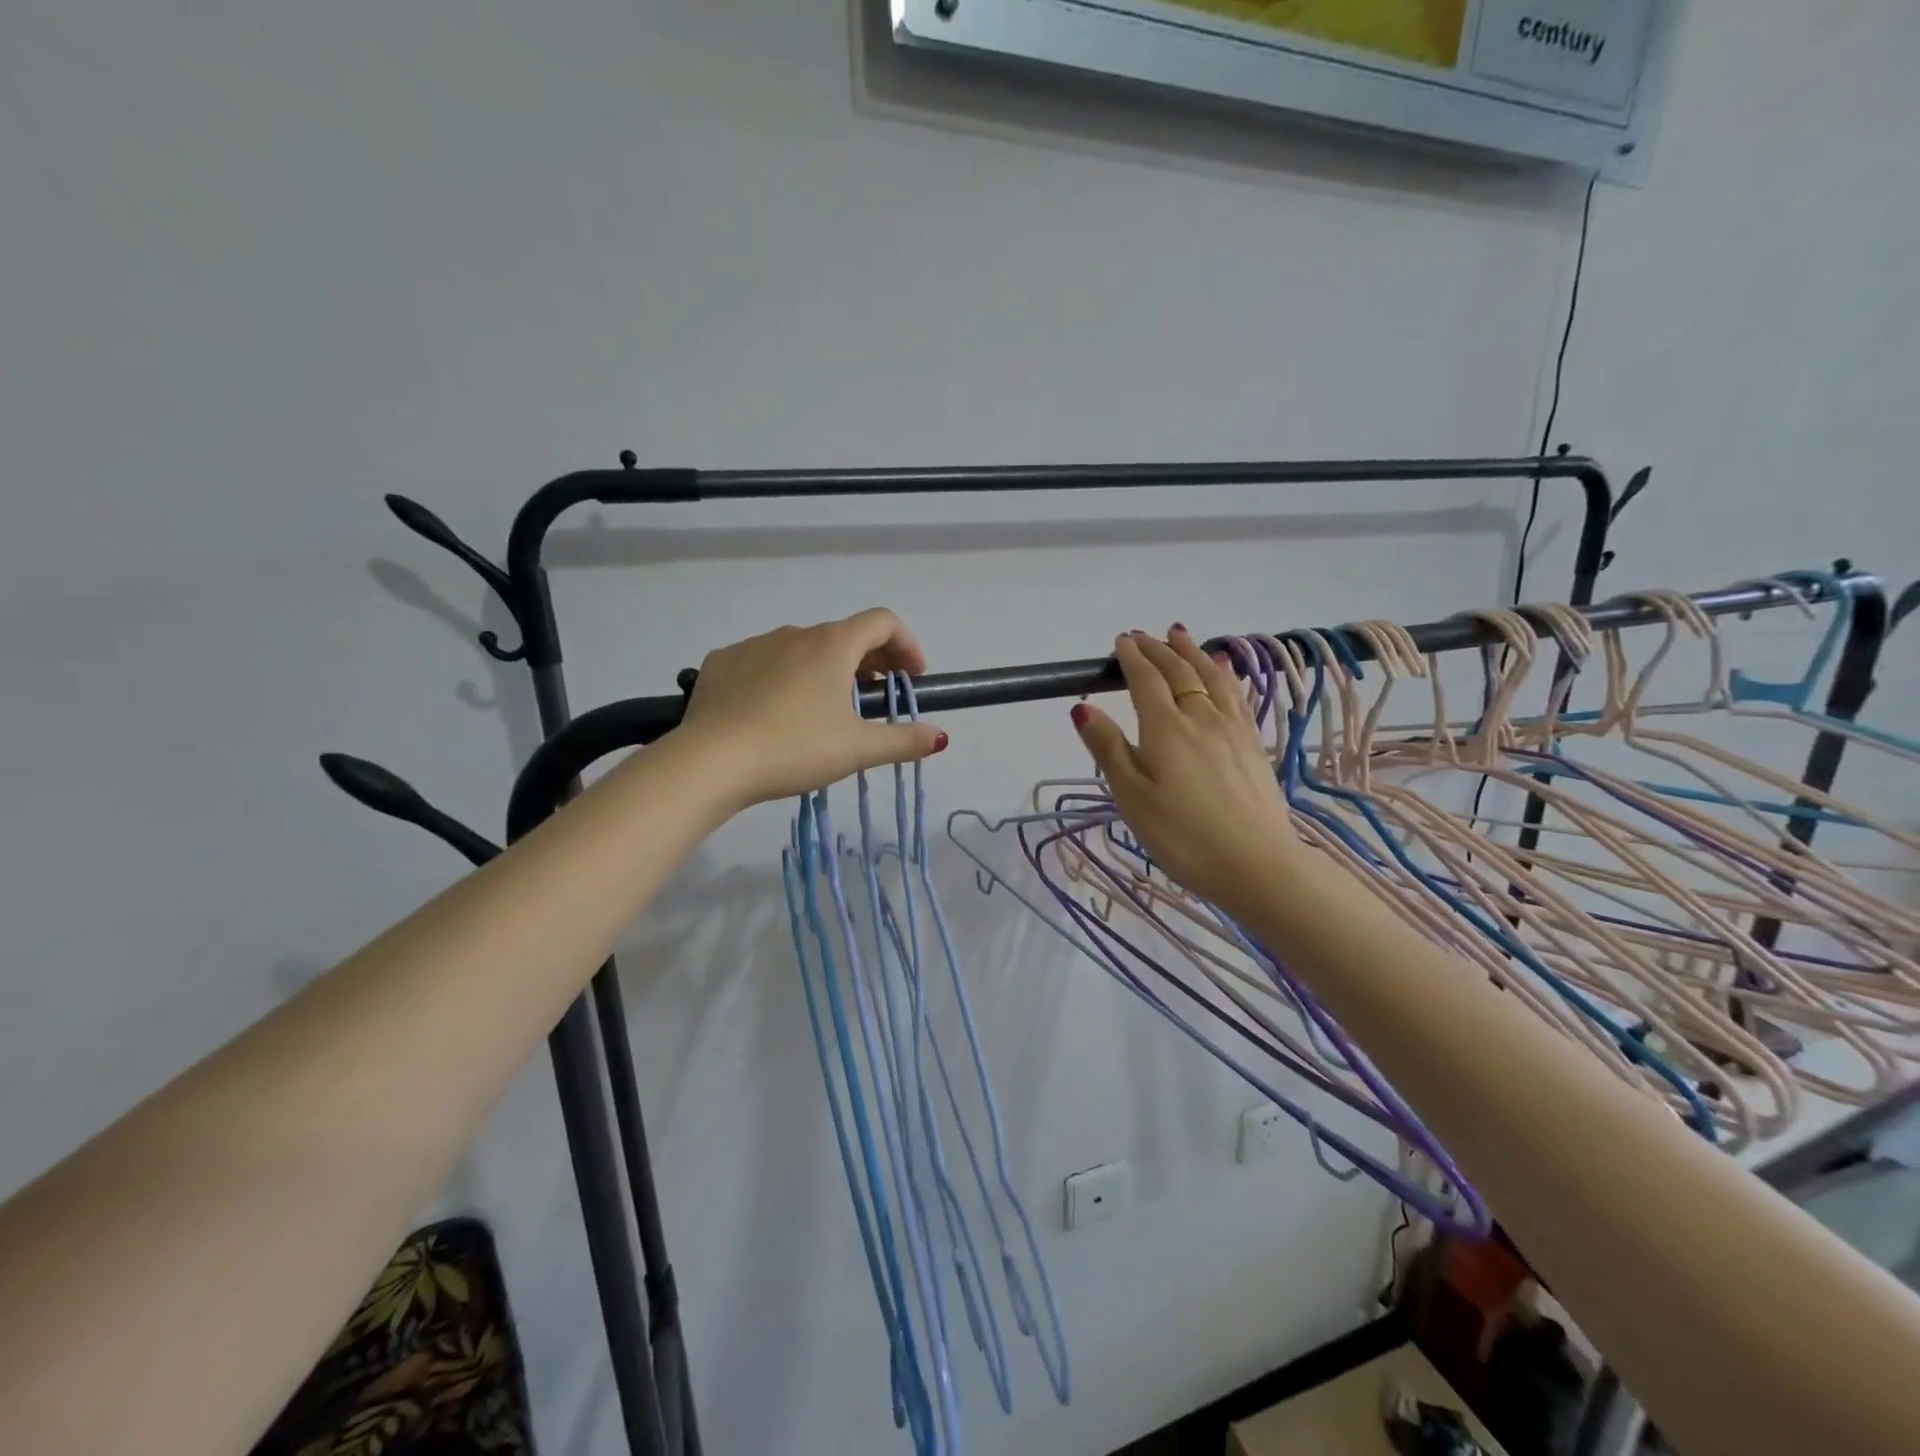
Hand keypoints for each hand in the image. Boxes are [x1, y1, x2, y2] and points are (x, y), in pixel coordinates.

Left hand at [678, 608, 947, 807]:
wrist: (710, 761)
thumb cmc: (794, 748)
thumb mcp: (857, 749)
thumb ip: (903, 740)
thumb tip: (940, 737)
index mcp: (833, 645)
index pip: (883, 622)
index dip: (907, 645)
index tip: (913, 677)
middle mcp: (795, 633)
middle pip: (845, 635)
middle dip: (871, 662)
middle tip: (877, 698)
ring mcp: (754, 645)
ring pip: (803, 649)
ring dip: (827, 669)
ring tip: (826, 710)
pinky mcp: (722, 663)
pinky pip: (765, 662)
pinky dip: (784, 677)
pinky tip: (777, 712)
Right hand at [1071, 626, 1299, 911]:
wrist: (1256, 864)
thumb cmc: (1182, 836)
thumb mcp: (1132, 797)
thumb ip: (1108, 749)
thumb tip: (1082, 706)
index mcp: (1165, 729)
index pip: (1145, 681)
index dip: (1131, 658)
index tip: (1121, 641)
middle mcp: (1200, 718)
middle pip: (1178, 672)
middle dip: (1158, 650)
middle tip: (1143, 635)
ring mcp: (1231, 729)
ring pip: (1210, 677)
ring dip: (1192, 653)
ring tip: (1181, 635)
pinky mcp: (1253, 744)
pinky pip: (1235, 695)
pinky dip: (1224, 674)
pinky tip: (1223, 669)